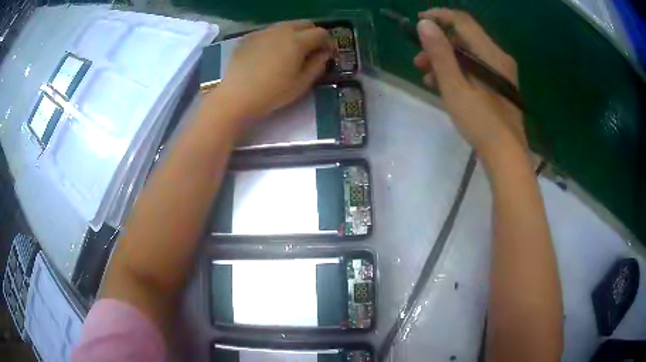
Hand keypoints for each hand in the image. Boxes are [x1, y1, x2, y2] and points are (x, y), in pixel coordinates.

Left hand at [216, 21, 333, 126]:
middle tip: (312, 50)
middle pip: (304, 24)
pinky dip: (277, 38)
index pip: (321, 33)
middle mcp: (281, 30)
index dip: (328, 42)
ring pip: (286, 26)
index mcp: (297, 41)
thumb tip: (324, 54)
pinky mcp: (249, 37)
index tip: (328, 54)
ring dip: (295, 34)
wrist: (236, 97)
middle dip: (313, 34)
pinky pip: (269, 32)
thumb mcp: (301, 83)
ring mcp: (263, 32)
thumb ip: (317, 65)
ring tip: (291, 51)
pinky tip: (271, 53)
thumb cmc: (272, 93)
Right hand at [414, 9, 526, 161]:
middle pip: (465, 38)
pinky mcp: (499, 85)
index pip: (463, 21)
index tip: (418, 22)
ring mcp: (501, 72)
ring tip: (426, 77)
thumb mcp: (455, 86)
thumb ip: (440, 53)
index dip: (439, 16)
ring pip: (469, 54)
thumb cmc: (481, 122)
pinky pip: (475, 68)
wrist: (506, 155)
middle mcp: (498, 58)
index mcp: (491, 54)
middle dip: (439, 44)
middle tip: (418, 60)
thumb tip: (425, 23)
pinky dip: (458, 71)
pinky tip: (443, 86)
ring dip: (446, 60)